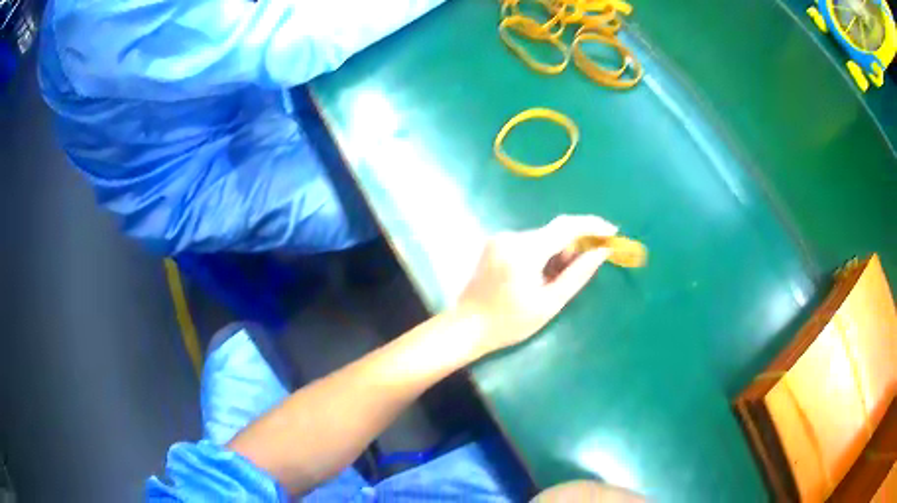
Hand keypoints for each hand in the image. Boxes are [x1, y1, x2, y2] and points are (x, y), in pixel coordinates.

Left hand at [456, 215, 617, 357]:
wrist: (466, 327)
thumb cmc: (509, 323)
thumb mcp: (549, 303)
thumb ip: (578, 274)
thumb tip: (602, 252)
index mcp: (524, 251)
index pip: (566, 227)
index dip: (592, 226)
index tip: (612, 231)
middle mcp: (511, 236)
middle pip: (554, 231)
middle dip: (575, 244)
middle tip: (586, 266)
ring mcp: (500, 238)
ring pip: (542, 237)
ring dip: (558, 250)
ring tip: (557, 279)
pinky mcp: (495, 244)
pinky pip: (528, 242)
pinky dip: (542, 253)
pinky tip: (541, 275)